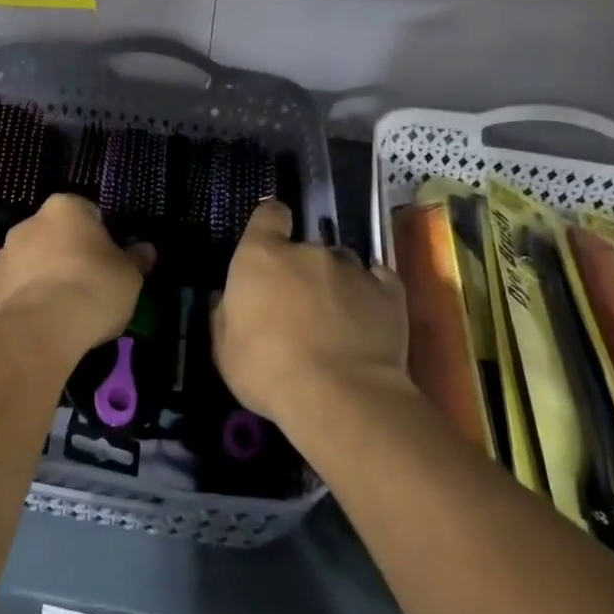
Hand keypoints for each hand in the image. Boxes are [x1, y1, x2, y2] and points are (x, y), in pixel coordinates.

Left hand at [0, 194, 154, 359]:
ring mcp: (4, 254)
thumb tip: (146, 249)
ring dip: (46, 275)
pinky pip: (17, 288)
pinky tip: (45, 322)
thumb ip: (137, 259)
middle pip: (56, 235)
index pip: (88, 213)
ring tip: (65, 309)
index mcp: (65, 208)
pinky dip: (29, 299)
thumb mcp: (130, 276)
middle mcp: (29, 222)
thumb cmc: (93, 288)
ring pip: (33, 261)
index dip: (101, 238)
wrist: (40, 330)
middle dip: (69, 254)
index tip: (110, 262)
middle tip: (90, 284)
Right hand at [213, 199, 406, 425]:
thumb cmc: (268, 371)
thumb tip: (228, 298)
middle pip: (305, 247)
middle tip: (299, 306)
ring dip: (335, 282)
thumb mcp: (225, 350)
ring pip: (341, 264)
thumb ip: (226, 314)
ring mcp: (351, 268)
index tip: (270, 241)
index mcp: (261, 256)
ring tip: (336, 318)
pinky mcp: (388, 291)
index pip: (268, 215)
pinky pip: (378, 281)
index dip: (270, 223)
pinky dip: (371, 294)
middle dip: (301, 269)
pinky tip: (368, 318)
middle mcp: (307, 251)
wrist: (340, 398)